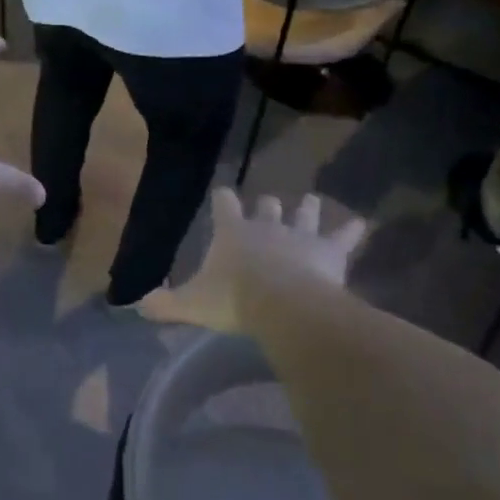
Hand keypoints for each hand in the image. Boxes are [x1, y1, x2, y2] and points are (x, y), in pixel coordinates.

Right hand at [138, 188, 366, 332]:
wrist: (284, 305)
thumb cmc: (234, 300)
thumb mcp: (191, 305)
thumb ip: (165, 304)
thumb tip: (137, 306)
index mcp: (232, 232)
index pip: (224, 204)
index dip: (223, 199)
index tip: (223, 193)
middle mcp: (267, 225)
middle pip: (267, 205)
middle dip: (267, 205)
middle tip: (268, 205)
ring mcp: (301, 235)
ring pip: (305, 213)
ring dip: (307, 208)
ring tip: (311, 201)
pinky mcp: (330, 251)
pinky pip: (345, 236)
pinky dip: (353, 230)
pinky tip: (363, 223)